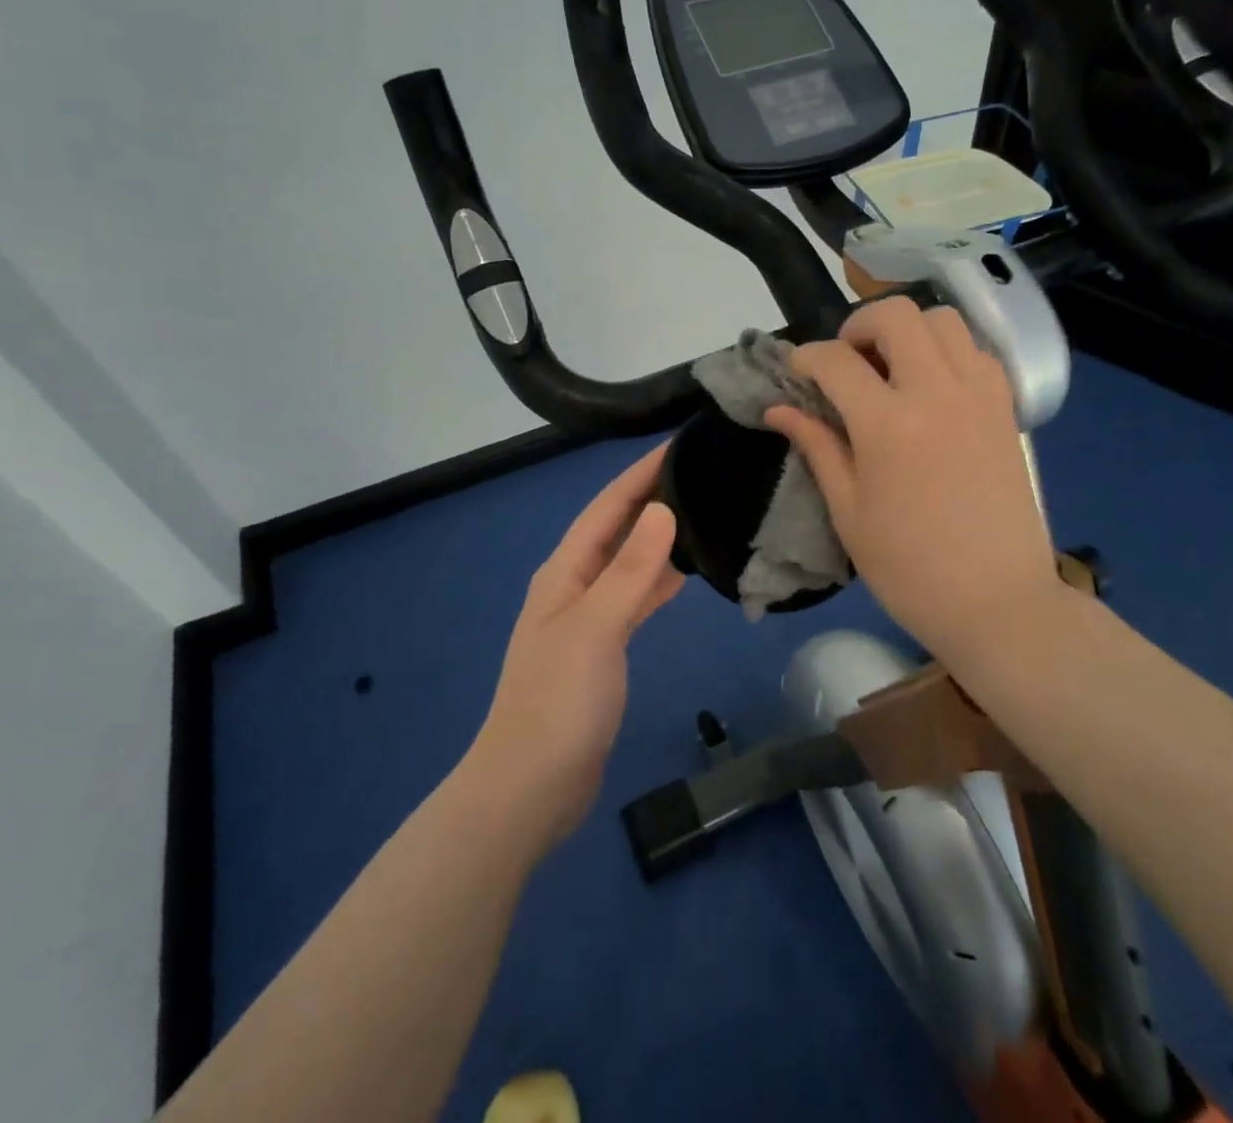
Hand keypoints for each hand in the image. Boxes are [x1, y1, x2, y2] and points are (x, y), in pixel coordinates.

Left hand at [465, 445, 683, 854]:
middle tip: (701, 474)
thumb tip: (662, 511)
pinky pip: (634, 598)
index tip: (679, 444)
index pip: (607, 507)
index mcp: (564, 571)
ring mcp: (588, 618)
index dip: (640, 474)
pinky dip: (658, 581)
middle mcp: (573, 585)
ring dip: (658, 537)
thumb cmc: (558, 702)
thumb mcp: (595, 628)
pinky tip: (684, 573)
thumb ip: (629, 571)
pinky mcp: (603, 648)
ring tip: (701, 513)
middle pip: (616, 529)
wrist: (530, 787)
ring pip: (628, 562)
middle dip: (652, 497)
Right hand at [765, 298, 1063, 664]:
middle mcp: (937, 392)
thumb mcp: (848, 511)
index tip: (796, 371)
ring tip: (891, 369)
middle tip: (847, 362)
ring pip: (943, 320)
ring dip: (908, 331)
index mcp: (888, 424)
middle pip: (896, 314)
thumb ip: (817, 447)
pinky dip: (948, 350)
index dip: (805, 358)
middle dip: (858, 325)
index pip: (836, 361)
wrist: (998, 602)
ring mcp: (979, 395)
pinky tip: (932, 388)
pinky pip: (976, 350)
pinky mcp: (1006, 408)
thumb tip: (777, 409)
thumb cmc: (909, 568)